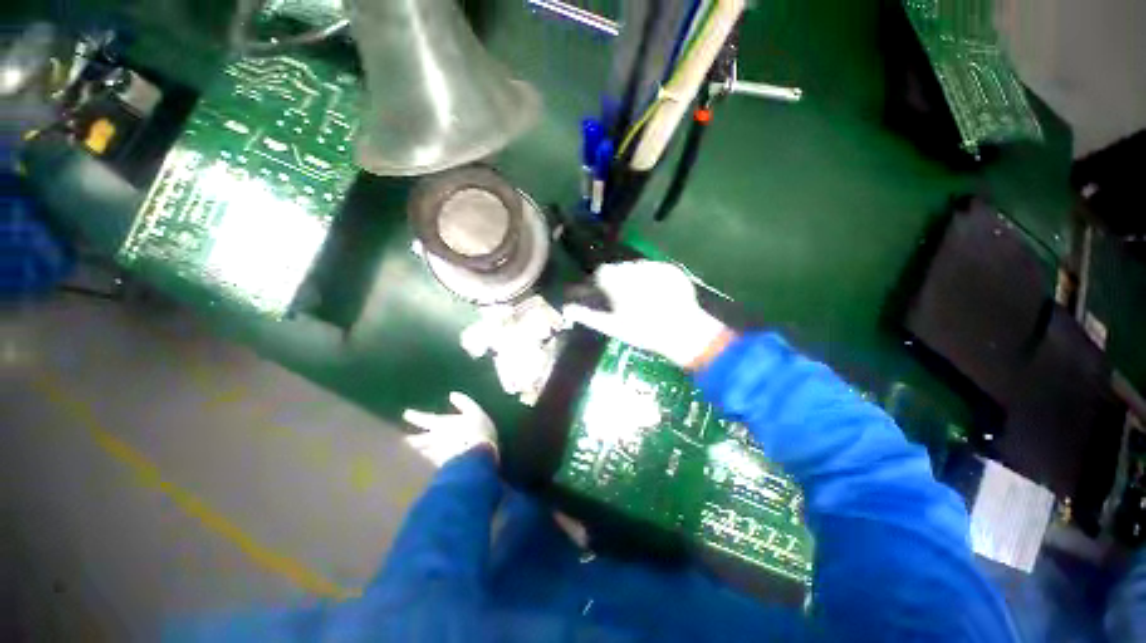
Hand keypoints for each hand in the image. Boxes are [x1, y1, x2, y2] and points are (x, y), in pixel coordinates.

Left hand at [402, 392, 497, 466]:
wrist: (478, 458)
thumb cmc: (478, 431)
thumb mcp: (475, 412)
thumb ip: (464, 403)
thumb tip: (452, 394)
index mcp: (442, 424)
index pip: (424, 419)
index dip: (415, 416)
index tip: (406, 413)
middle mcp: (434, 440)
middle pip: (417, 440)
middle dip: (408, 439)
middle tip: (400, 440)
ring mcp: (435, 456)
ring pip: (419, 454)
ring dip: (414, 454)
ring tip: (408, 454)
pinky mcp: (439, 469)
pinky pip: (428, 467)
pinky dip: (423, 466)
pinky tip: (423, 468)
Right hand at [563, 261, 731, 369]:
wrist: (684, 332)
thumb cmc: (644, 332)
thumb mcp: (613, 326)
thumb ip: (588, 315)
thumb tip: (567, 308)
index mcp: (620, 282)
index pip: (602, 272)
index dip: (600, 282)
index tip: (601, 293)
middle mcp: (637, 268)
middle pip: (619, 268)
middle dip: (618, 280)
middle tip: (623, 298)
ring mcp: (657, 267)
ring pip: (637, 267)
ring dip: (634, 278)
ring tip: (643, 298)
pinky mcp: (672, 269)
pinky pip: (655, 269)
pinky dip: (652, 278)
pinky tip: (657, 294)